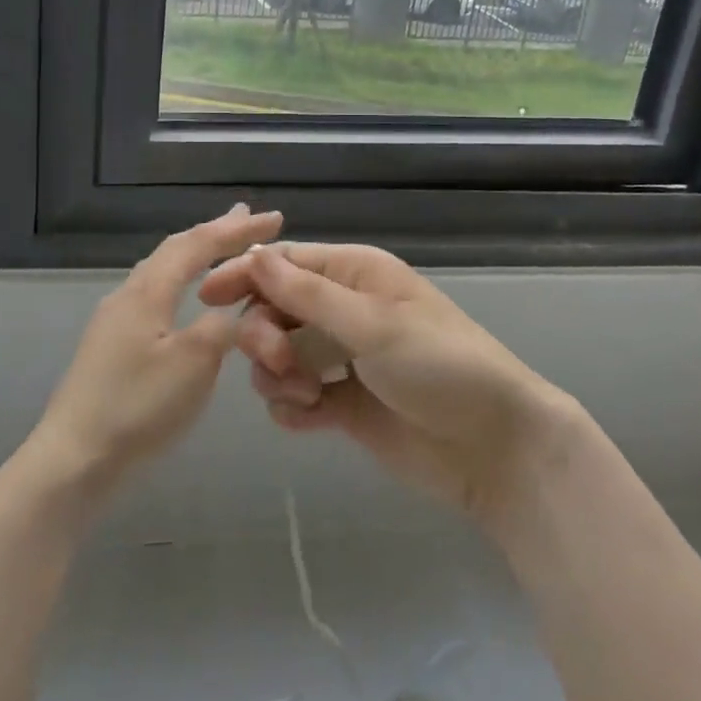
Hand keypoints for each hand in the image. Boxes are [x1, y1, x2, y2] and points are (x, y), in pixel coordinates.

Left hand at [27, 205, 283, 507]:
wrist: (72, 461)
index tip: (275, 218)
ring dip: (195, 254)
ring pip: (162, 271)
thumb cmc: (137, 408)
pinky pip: (155, 294)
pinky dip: (181, 281)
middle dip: (214, 232)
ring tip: (219, 248)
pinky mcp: (110, 345)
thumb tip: (234, 311)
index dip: (238, 229)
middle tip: (247, 217)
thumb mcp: (193, 365)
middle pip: (175, 249)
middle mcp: (128, 294)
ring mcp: (114, 320)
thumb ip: (221, 328)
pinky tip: (185, 298)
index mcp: (148, 290)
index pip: (199, 244)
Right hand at [200, 242, 585, 531]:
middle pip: (274, 310)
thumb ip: (309, 295)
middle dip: (265, 335)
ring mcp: (342, 358)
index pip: (286, 263)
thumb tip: (256, 253)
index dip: (246, 275)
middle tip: (279, 363)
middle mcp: (344, 310)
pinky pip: (295, 398)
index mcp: (355, 275)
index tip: (206, 297)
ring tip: (307, 395)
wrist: (494, 448)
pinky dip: (293, 407)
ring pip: (279, 356)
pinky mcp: (344, 404)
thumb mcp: (374, 324)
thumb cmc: (440, 366)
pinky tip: (312, 419)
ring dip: (278, 375)